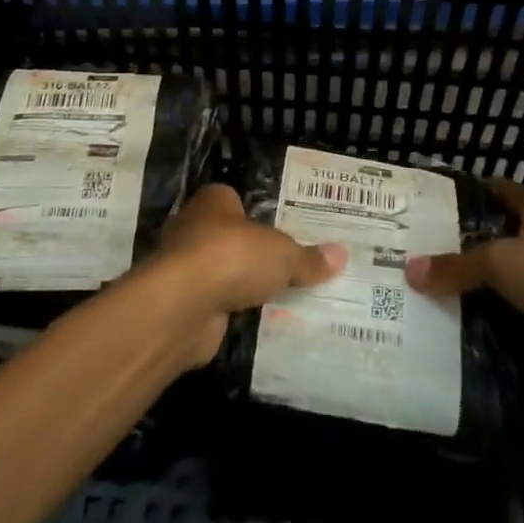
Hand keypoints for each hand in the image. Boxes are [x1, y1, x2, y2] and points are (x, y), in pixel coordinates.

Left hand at [151, 184, 344, 366]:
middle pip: (229, 236)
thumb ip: (308, 258)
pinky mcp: (182, 302)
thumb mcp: (282, 255)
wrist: (183, 304)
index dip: (257, 214)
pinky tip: (255, 322)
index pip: (236, 200)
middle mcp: (194, 226)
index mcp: (214, 201)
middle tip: (287, 267)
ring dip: (240, 285)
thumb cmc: (232, 256)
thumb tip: (341, 255)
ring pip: (221, 271)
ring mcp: (184, 266)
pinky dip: (230, 311)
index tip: (282, 231)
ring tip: (278, 298)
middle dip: (251, 252)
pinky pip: (215, 303)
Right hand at [405, 178, 523, 395]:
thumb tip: (409, 269)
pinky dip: (490, 334)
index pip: (489, 193)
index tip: (414, 214)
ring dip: (471, 301)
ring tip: (414, 306)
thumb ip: (458, 266)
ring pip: (501, 289)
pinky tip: (449, 342)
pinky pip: (514, 326)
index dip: (455, 201)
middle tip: (401, 266)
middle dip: (454, 257)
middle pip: (491, 245)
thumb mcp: (504, 260)